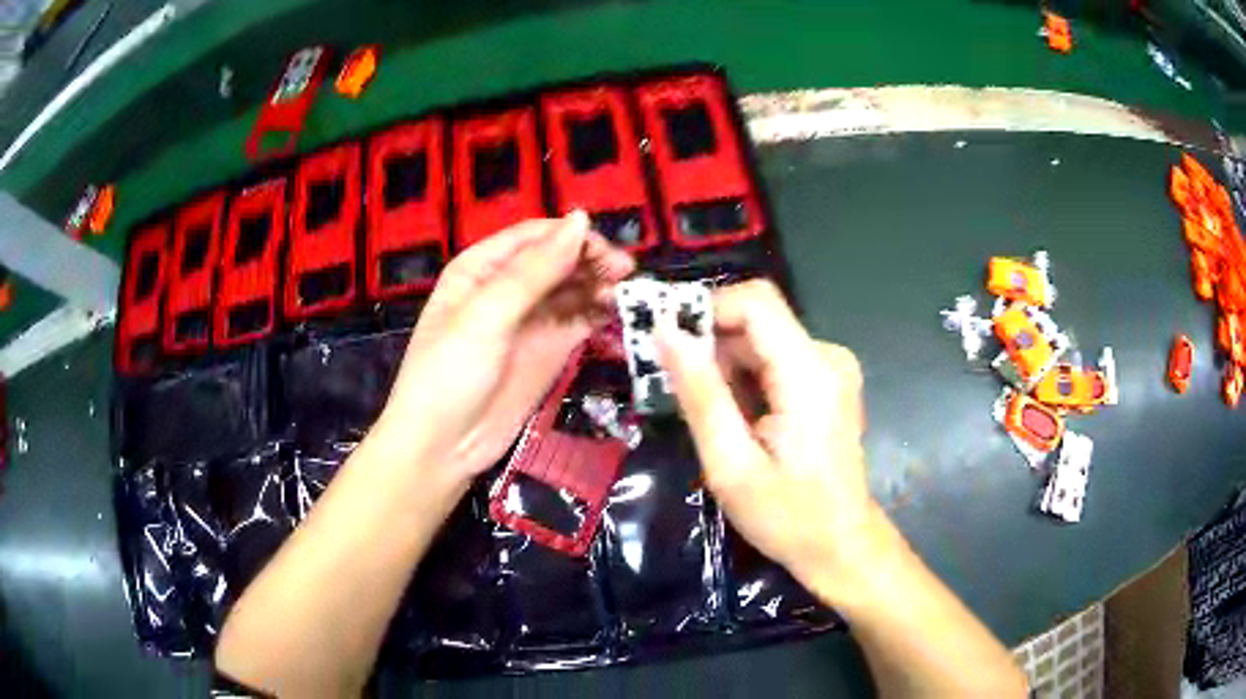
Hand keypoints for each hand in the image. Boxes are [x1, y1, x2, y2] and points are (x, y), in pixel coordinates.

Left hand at [374, 213, 634, 485]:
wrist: (443, 447)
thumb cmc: (450, 373)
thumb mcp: (487, 316)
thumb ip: (535, 271)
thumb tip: (581, 220)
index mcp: (481, 268)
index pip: (535, 237)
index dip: (571, 237)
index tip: (605, 250)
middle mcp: (507, 287)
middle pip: (558, 259)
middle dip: (591, 260)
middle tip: (625, 272)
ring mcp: (530, 320)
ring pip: (572, 288)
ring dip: (599, 285)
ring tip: (625, 293)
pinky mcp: (548, 350)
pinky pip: (578, 320)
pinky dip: (598, 313)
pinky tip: (617, 312)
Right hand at [659, 280, 878, 603]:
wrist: (842, 545)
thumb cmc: (788, 517)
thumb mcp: (730, 464)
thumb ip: (700, 393)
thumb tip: (666, 332)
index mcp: (809, 372)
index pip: (754, 301)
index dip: (705, 311)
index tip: (668, 347)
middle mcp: (827, 356)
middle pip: (756, 320)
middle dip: (711, 347)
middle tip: (680, 395)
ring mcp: (831, 367)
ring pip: (762, 339)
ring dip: (727, 368)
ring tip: (714, 420)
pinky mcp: (828, 381)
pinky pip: (775, 359)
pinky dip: (747, 380)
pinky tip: (740, 421)